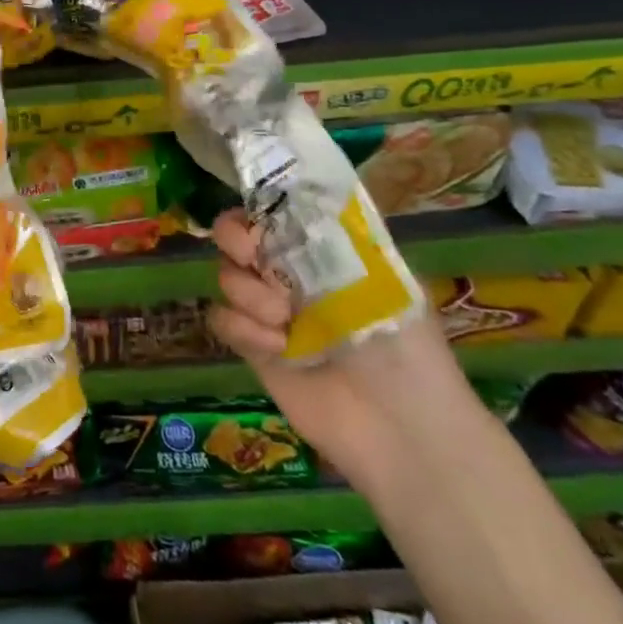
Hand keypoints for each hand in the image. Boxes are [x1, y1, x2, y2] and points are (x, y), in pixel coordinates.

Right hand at [206, 208, 480, 491]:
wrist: (398, 428)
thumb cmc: (402, 346)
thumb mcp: (386, 281)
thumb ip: (339, 238)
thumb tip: (299, 195)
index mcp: (322, 251)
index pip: (274, 211)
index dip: (258, 208)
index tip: (263, 221)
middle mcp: (289, 273)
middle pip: (233, 235)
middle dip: (236, 241)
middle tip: (254, 258)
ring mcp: (267, 310)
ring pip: (225, 276)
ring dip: (248, 293)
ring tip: (282, 321)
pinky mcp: (251, 346)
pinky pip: (221, 318)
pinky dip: (242, 328)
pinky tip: (274, 348)